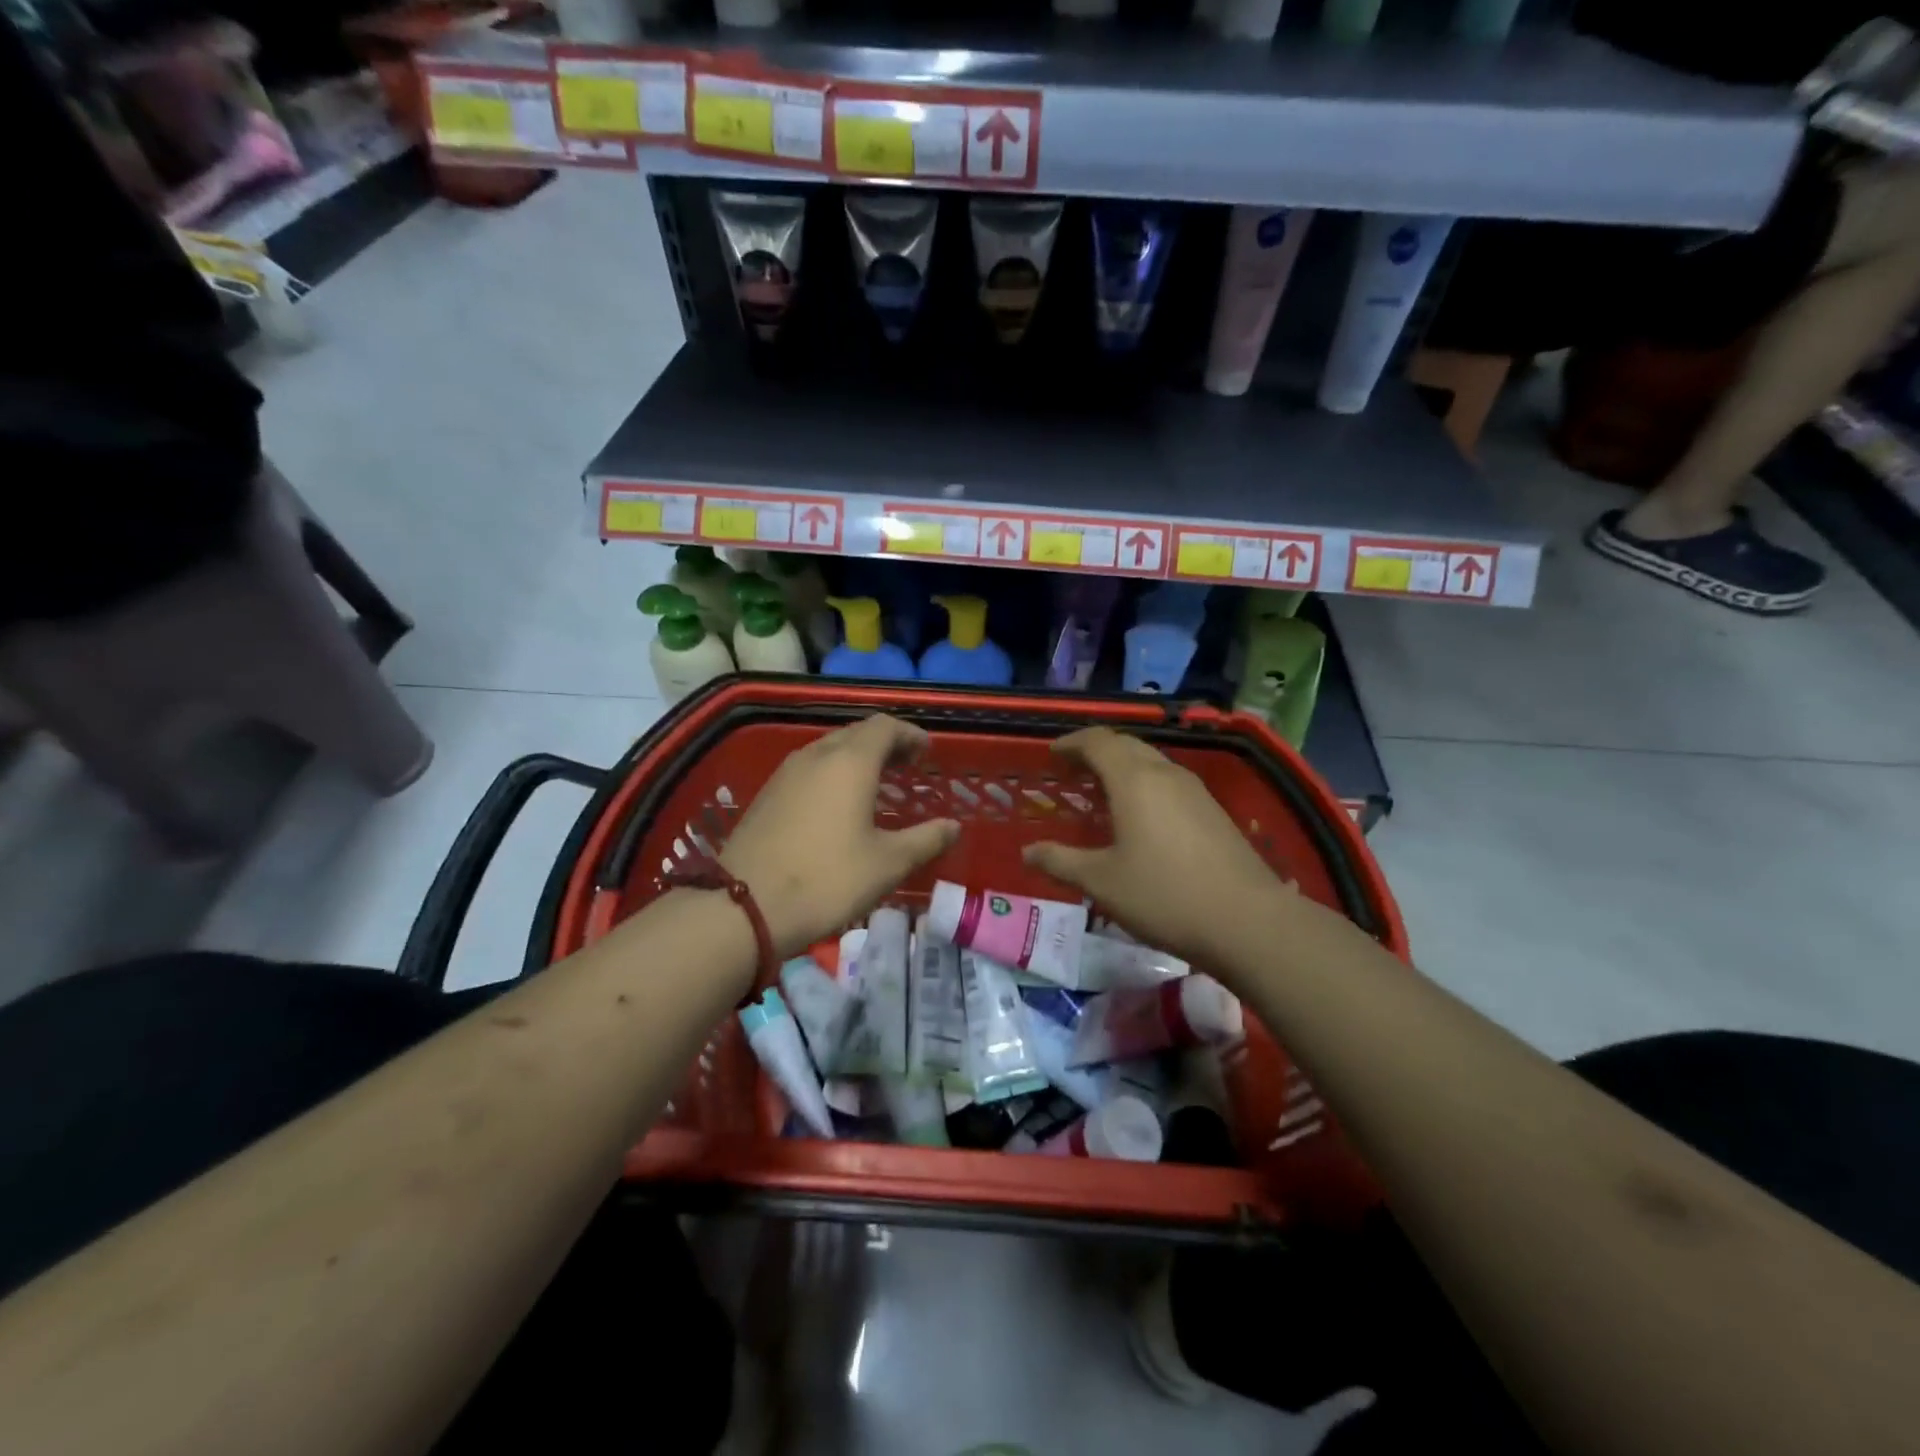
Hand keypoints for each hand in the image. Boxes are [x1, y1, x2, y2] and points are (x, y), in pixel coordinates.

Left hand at [721, 715, 959, 956]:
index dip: (910, 734)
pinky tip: (837, 804)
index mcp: (850, 762)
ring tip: (876, 783)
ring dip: (857, 757)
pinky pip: (809, 769)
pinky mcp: (767, 794)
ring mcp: (786, 773)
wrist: (743, 907)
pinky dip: (833, 773)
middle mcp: (816, 755)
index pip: (885, 727)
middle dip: (886, 744)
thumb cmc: (827, 880)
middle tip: (907, 766)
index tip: (926, 752)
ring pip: (829, 749)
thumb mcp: (887, 864)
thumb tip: (953, 826)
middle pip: (856, 733)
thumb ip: (926, 839)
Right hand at [1022, 728, 1287, 972]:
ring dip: (1124, 766)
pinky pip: (1169, 782)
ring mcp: (1195, 791)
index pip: (1097, 741)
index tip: (1053, 754)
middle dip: (1097, 750)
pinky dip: (1146, 784)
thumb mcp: (1102, 882)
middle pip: (1127, 745)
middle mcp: (1165, 774)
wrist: (1248, 921)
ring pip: (1152, 762)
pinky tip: (1142, 816)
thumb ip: (1060, 862)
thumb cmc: (1164, 895)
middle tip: (1074, 770)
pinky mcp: (1214, 812)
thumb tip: (1027, 851)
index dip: (1072, 743)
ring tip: (1104, 790)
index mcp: (1134, 780)